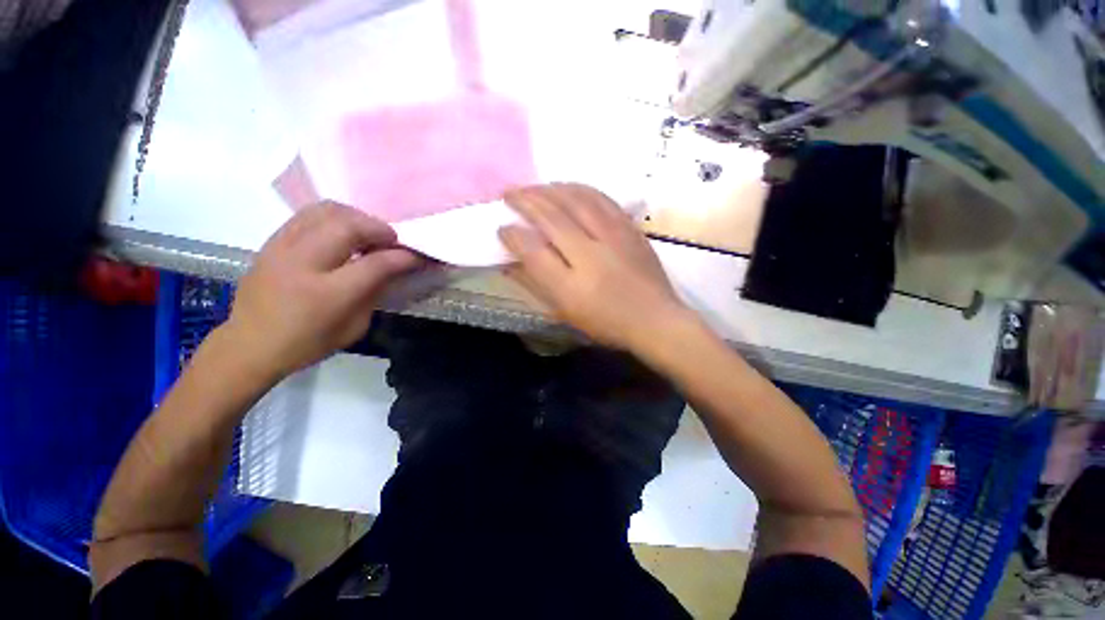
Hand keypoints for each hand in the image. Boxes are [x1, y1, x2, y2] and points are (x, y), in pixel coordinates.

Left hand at [223, 202, 421, 379]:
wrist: (249, 345)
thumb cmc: (308, 344)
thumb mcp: (354, 327)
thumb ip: (375, 292)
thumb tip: (393, 268)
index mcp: (328, 295)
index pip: (376, 264)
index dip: (402, 257)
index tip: (417, 255)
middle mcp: (303, 264)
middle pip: (349, 227)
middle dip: (379, 229)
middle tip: (392, 240)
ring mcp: (282, 248)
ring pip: (326, 211)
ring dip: (357, 217)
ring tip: (368, 232)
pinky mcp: (271, 242)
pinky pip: (308, 215)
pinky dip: (333, 217)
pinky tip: (342, 232)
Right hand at [498, 184, 690, 351]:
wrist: (655, 319)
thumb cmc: (606, 322)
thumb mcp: (565, 312)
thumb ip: (536, 285)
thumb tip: (509, 264)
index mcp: (572, 285)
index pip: (533, 250)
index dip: (512, 235)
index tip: (501, 227)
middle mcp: (591, 254)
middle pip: (553, 216)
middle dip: (526, 200)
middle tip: (509, 193)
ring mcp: (614, 236)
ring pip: (576, 200)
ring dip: (550, 189)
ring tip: (535, 188)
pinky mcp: (630, 228)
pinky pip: (601, 198)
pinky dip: (579, 189)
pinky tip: (568, 187)